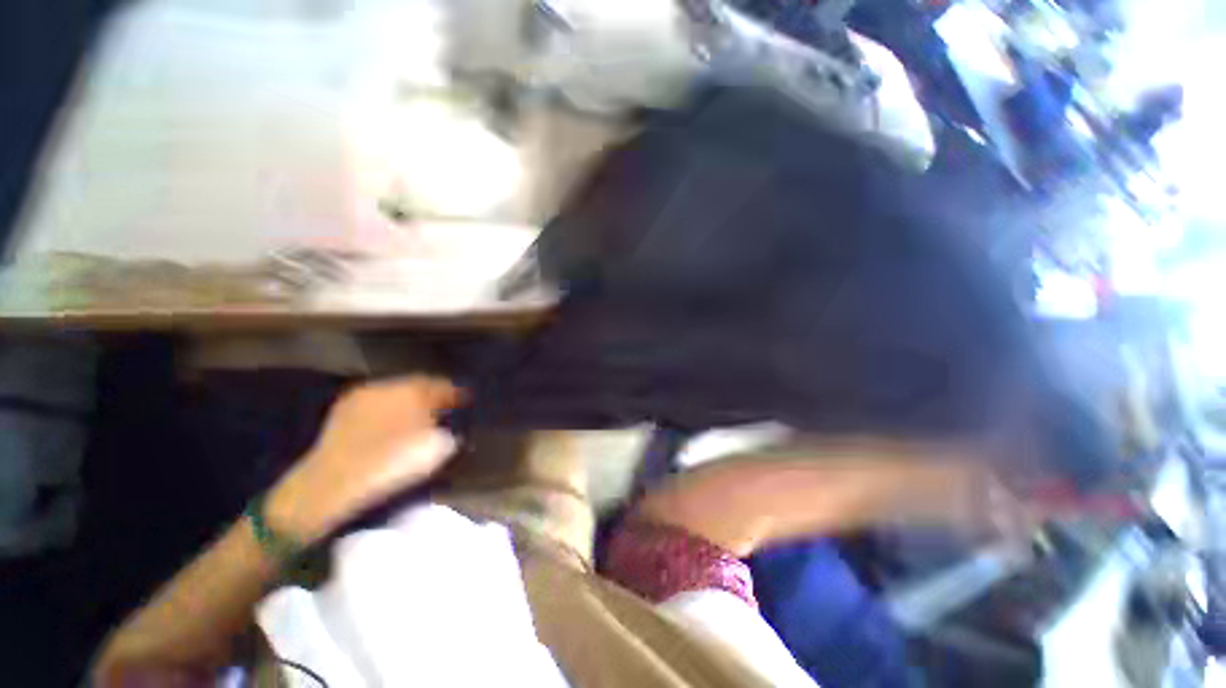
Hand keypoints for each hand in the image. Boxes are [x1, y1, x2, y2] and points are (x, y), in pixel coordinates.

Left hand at [268, 376, 462, 541]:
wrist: (330, 483)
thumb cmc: (388, 467)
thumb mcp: (431, 452)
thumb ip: (447, 433)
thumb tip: (450, 428)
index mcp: (413, 394)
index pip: (441, 385)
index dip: (455, 392)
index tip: (465, 399)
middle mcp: (389, 387)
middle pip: (418, 383)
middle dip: (432, 393)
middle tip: (443, 405)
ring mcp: (365, 395)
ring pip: (397, 390)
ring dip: (410, 398)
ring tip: (419, 412)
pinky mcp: (346, 406)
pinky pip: (377, 399)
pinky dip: (389, 405)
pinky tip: (392, 418)